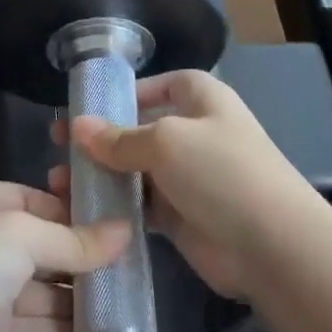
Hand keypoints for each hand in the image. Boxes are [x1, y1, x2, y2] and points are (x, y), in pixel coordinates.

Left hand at [0, 181, 129, 331]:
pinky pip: (26, 327)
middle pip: (33, 247)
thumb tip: (125, 232)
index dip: (66, 211)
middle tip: (125, 271)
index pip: (26, 199)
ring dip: (70, 299)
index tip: (109, 226)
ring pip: (32, 290)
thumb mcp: (20, 236)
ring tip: (119, 307)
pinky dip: (56, 330)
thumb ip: (72, 238)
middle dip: (74, 259)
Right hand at [52, 72, 320, 302]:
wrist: (272, 245)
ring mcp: (189, 177)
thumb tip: (78, 126)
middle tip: (58, 147)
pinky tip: (83, 210)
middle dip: (102, 138)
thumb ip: (119, 138)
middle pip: (141, 129)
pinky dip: (116, 206)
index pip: (163, 85)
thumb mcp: (166, 142)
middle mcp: (196, 133)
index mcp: (203, 100)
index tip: (90, 106)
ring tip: (60, 183)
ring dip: (102, 175)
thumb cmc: (221, 172)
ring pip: (136, 170)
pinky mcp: (182, 216)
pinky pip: (141, 205)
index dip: (130, 92)